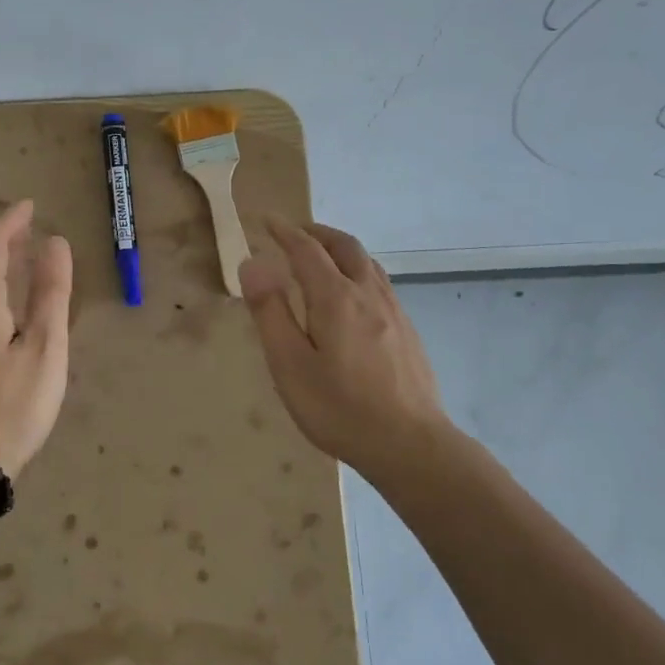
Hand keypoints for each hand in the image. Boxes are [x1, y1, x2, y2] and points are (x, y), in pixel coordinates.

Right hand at [238, 219, 448, 474]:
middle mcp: (368, 294)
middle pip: (344, 246)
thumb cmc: (340, 408)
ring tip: (322, 256)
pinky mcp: (407, 331)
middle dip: (317, 232)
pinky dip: (358, 270)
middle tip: (294, 232)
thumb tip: (253, 263)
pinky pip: (379, 283)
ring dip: (340, 249)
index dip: (285, 231)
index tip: (266, 219)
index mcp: (335, 298)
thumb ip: (270, 312)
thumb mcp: (290, 365)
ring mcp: (394, 311)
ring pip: (367, 263)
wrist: (411, 445)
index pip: (306, 250)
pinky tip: (353, 295)